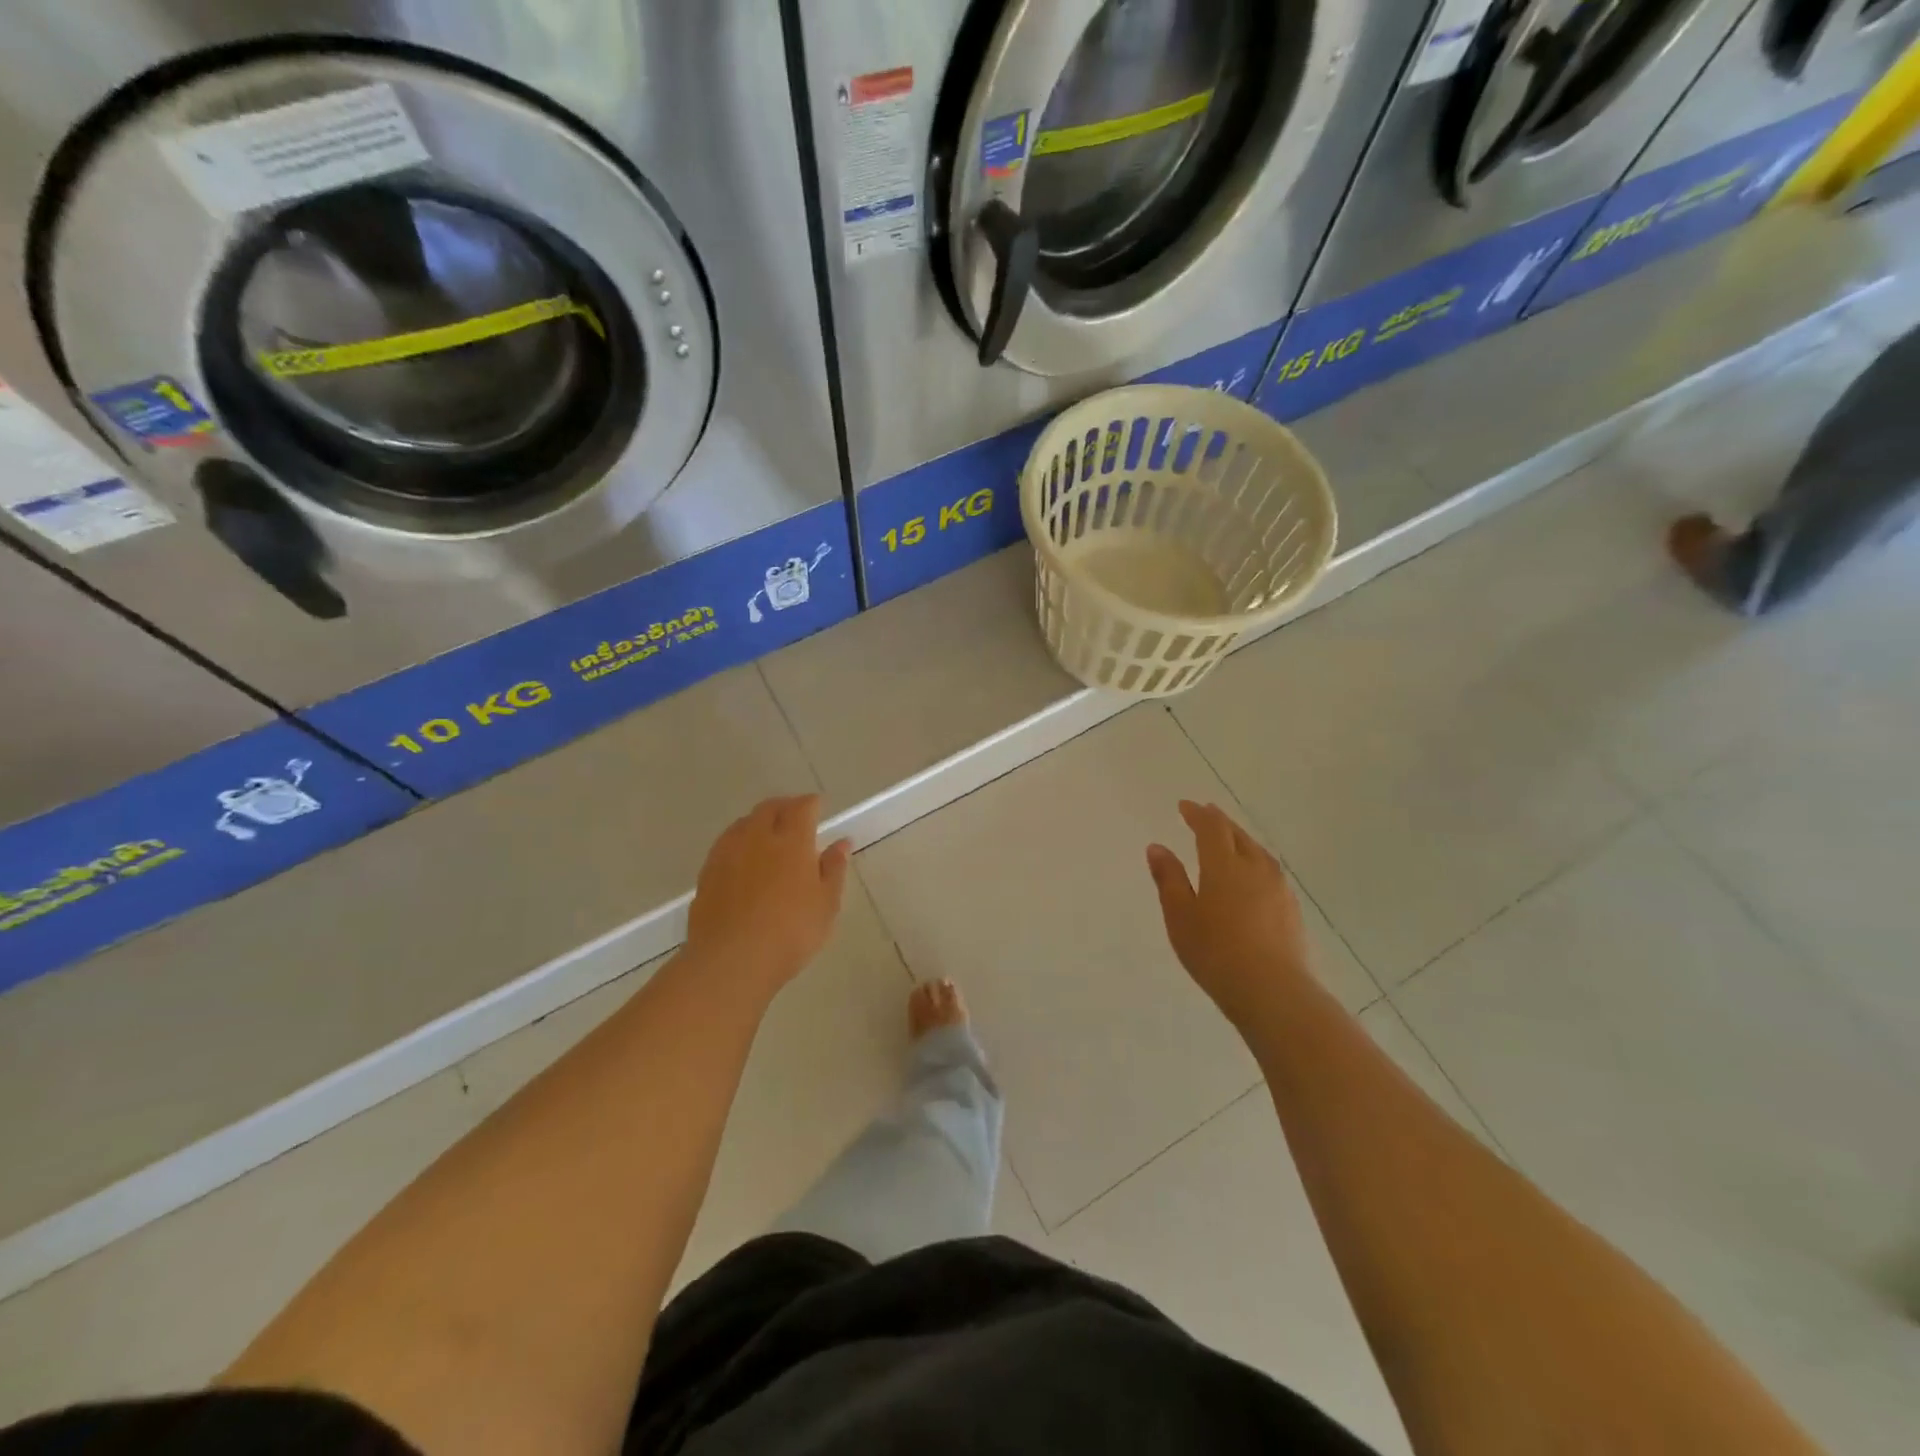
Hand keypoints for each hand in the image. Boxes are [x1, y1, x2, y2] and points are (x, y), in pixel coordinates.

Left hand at [686, 795, 850, 995]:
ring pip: (744, 823)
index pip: (802, 807)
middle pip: (769, 808)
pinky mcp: (707, 873)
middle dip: (784, 806)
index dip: (811, 803)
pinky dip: (739, 841)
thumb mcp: (826, 904)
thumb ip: (833, 869)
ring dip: (759, 821)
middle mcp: (757, 837)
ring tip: (768, 833)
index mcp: (791, 841)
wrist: (731, 961)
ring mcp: (727, 854)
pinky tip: (743, 858)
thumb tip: (841, 842)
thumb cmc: (790, 932)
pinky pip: (725, 844)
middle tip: (795, 815)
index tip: (819, 806)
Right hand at [1147, 801, 1311, 1028]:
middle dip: (1219, 822)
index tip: (1184, 806)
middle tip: (1205, 815)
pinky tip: (1251, 876)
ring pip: (1257, 852)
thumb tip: (1157, 847)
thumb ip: (1169, 878)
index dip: (1197, 814)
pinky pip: (1269, 872)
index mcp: (1224, 864)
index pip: (1211, 827)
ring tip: (1228, 841)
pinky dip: (1254, 862)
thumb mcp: (1180, 915)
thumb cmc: (1215, 951)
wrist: (1272, 991)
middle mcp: (1255, 867)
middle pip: (1237, 835)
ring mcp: (1278, 888)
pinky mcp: (1291, 909)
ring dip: (1240, 840)